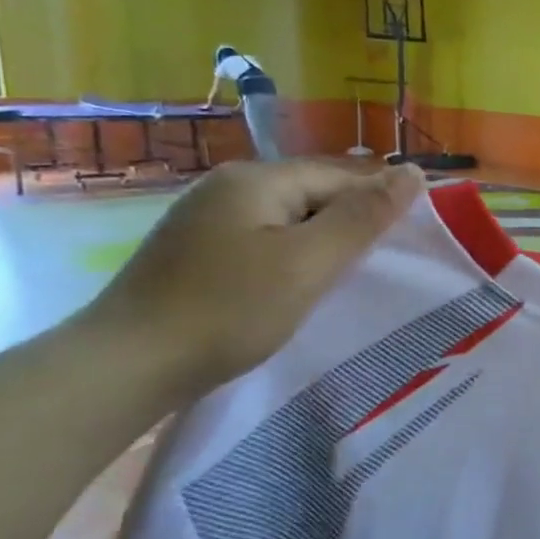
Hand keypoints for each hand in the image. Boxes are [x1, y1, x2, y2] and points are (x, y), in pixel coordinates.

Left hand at [83, 159, 422, 398]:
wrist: (125, 367)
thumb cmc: (228, 310)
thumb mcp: (309, 262)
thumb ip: (364, 216)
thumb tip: (414, 172)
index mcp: (257, 179)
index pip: (342, 178)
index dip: (379, 208)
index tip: (405, 249)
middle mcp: (228, 187)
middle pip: (314, 196)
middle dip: (349, 228)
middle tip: (377, 271)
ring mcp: (205, 219)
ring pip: (288, 222)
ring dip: (320, 247)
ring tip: (341, 284)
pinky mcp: (194, 252)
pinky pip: (262, 243)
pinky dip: (289, 261)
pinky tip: (294, 290)